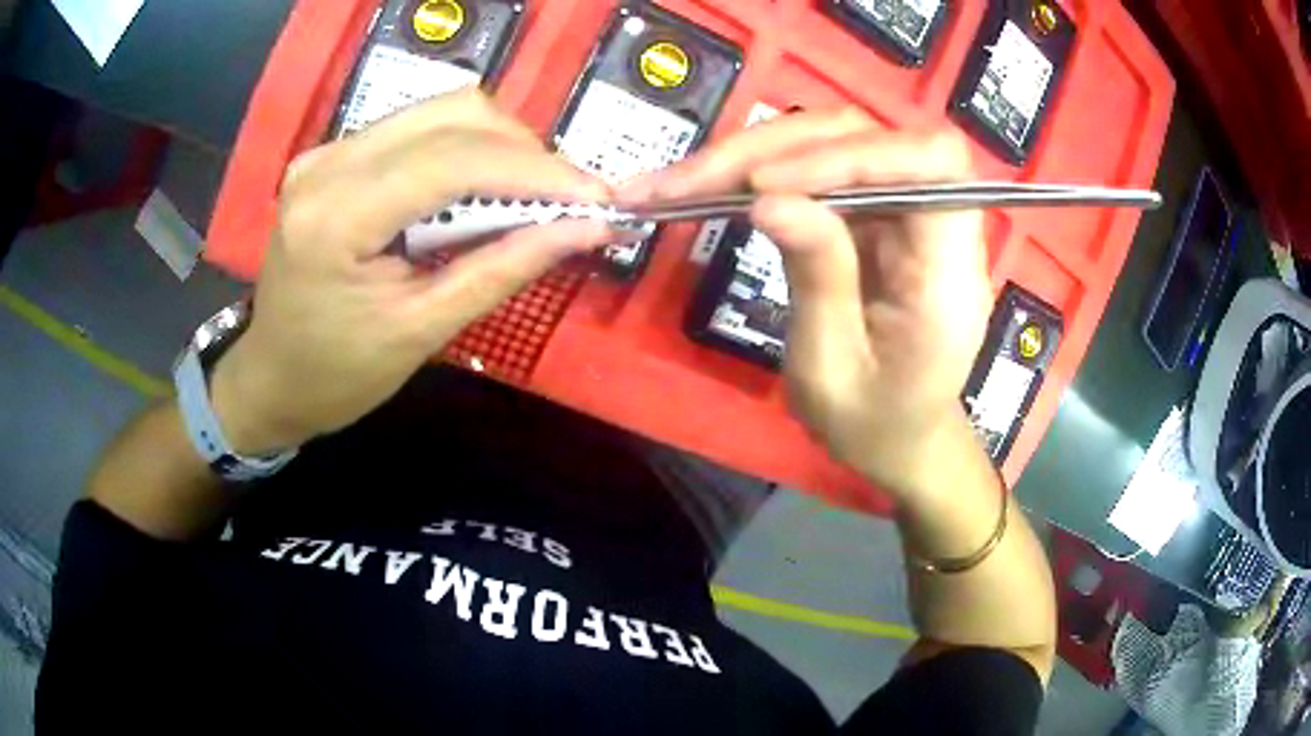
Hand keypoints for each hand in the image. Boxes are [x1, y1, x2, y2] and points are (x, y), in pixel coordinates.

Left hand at [210, 89, 613, 454]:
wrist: (271, 378)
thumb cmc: (337, 376)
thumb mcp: (422, 331)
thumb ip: (503, 269)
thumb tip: (586, 227)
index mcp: (337, 218)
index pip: (453, 160)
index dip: (536, 170)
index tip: (598, 197)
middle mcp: (327, 164)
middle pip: (453, 113)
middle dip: (523, 151)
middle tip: (563, 201)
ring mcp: (327, 152)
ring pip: (440, 111)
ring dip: (498, 147)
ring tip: (527, 198)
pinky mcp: (333, 155)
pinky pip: (417, 128)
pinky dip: (465, 151)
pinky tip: (479, 192)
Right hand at [620, 110, 992, 494]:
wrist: (898, 436)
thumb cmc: (875, 423)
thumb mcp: (834, 371)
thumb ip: (817, 281)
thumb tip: (767, 200)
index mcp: (950, 272)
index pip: (931, 165)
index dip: (854, 154)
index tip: (766, 184)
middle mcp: (935, 223)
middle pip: (869, 137)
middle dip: (775, 149)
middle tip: (689, 182)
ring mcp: (901, 211)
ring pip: (834, 140)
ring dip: (754, 152)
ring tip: (677, 184)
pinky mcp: (870, 212)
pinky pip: (816, 167)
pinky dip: (758, 170)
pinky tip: (706, 185)